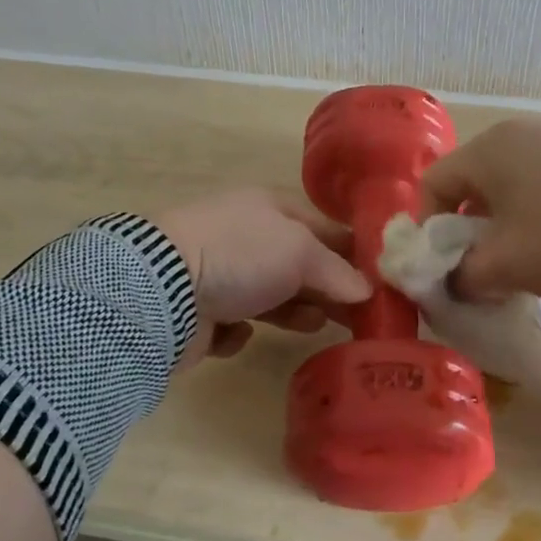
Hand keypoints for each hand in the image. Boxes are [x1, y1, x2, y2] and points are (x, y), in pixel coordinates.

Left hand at [156, 190, 371, 364]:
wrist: (162, 290)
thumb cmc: (240, 256)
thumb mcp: (300, 253)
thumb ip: (337, 271)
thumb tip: (365, 290)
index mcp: (267, 208)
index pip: (321, 228)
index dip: (351, 253)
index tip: (378, 281)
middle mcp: (243, 237)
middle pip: (297, 265)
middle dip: (326, 289)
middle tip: (356, 316)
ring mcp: (218, 274)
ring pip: (269, 295)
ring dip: (293, 311)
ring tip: (312, 327)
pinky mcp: (200, 312)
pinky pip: (234, 323)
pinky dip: (241, 331)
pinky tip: (240, 332)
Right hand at [420, 119, 540, 301]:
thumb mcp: (508, 265)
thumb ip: (464, 277)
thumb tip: (452, 283)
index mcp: (487, 151)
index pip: (431, 186)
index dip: (428, 232)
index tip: (445, 269)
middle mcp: (516, 136)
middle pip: (470, 188)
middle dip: (468, 235)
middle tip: (482, 273)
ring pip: (508, 191)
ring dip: (503, 231)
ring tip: (523, 266)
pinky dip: (536, 219)